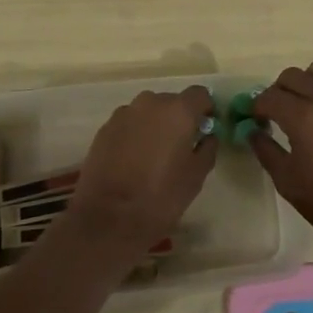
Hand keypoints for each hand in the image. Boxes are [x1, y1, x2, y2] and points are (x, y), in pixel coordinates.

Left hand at [63, 86, 217, 260]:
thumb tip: (206, 136)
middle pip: (172, 101)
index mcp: (178, 111)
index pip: (200, 94)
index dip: (205, 109)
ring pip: (148, 112)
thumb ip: (207, 148)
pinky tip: (132, 161)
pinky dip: (135, 134)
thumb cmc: (160, 197)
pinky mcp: (105, 128)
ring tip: (153, 155)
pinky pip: (129, 123)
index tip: (205, 129)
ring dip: (155, 125)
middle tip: (180, 146)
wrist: (108, 218)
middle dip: (179, 118)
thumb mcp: (196, 177)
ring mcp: (124, 113)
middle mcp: (150, 102)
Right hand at [249, 62, 312, 254]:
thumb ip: (265, 150)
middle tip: (276, 114)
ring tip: (302, 109)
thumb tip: (252, 131)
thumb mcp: (287, 181)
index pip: (270, 96)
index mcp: (303, 116)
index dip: (256, 106)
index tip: (254, 119)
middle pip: (293, 75)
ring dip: (304, 84)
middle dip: (278, 91)